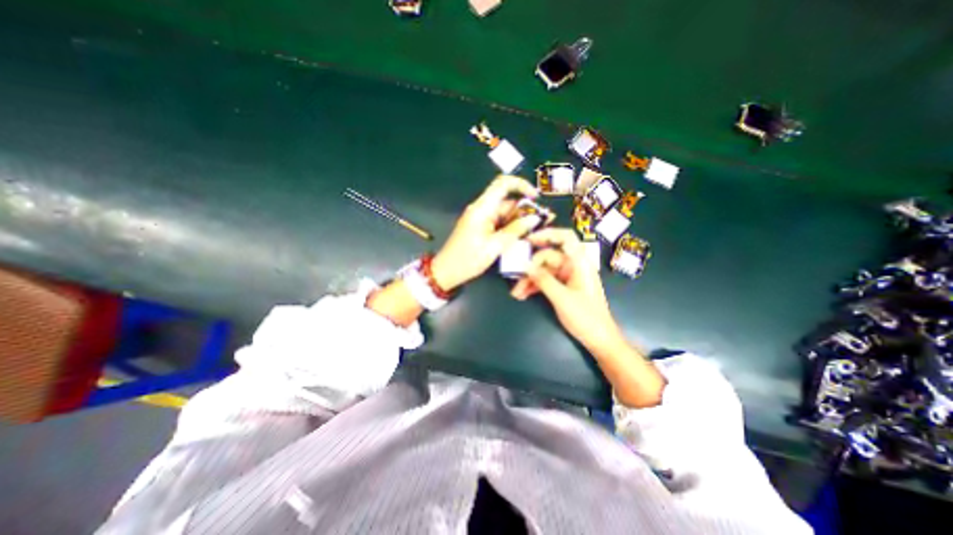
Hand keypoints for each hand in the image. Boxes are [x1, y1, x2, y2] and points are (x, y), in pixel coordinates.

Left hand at [436, 174, 543, 291]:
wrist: (446, 272)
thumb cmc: (468, 259)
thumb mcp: (495, 246)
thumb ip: (516, 230)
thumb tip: (535, 218)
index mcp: (482, 208)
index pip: (502, 184)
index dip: (521, 185)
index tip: (535, 197)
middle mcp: (481, 209)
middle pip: (507, 201)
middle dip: (525, 209)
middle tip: (544, 221)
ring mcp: (480, 218)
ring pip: (505, 213)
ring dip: (520, 220)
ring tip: (538, 229)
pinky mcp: (481, 227)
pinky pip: (499, 222)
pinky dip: (511, 227)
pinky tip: (524, 234)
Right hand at [514, 227, 627, 351]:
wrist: (599, 339)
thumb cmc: (586, 317)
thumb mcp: (562, 298)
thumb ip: (543, 280)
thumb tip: (525, 265)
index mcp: (579, 263)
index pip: (566, 238)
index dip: (548, 234)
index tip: (529, 239)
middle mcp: (572, 266)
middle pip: (548, 257)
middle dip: (530, 267)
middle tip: (516, 279)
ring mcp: (567, 277)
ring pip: (544, 270)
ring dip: (529, 280)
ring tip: (516, 293)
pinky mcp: (563, 287)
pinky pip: (545, 281)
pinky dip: (534, 286)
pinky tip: (523, 295)